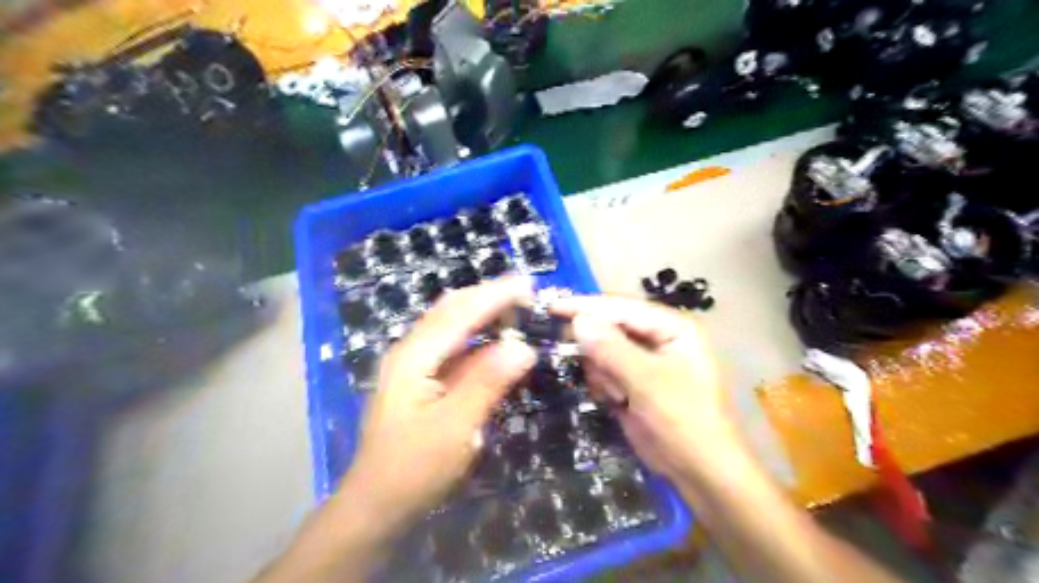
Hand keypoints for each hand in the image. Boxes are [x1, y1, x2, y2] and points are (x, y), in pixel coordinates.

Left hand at [340, 277, 540, 542]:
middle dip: (487, 295)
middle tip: (525, 292)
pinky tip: (494, 341)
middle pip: (451, 309)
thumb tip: (524, 346)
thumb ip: (487, 382)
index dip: (495, 295)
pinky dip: (476, 337)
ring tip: (515, 308)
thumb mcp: (455, 427)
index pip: (460, 313)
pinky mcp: (419, 380)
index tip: (529, 283)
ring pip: (450, 325)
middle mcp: (410, 351)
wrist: (376, 504)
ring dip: (482, 312)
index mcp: (414, 356)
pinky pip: (452, 346)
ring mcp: (412, 365)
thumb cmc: (414, 468)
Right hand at [551, 297, 747, 481]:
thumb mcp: (647, 383)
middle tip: (605, 378)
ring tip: (619, 397)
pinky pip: (604, 372)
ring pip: (601, 351)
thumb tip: (578, 320)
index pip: (621, 307)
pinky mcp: (633, 382)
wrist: (700, 472)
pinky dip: (604, 386)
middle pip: (609, 328)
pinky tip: (618, 403)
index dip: (586, 306)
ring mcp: (644, 361)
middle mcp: (658, 337)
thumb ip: (611, 349)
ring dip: (603, 374)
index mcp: (671, 327)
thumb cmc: (684, 422)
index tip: (550, 308)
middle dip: (599, 352)